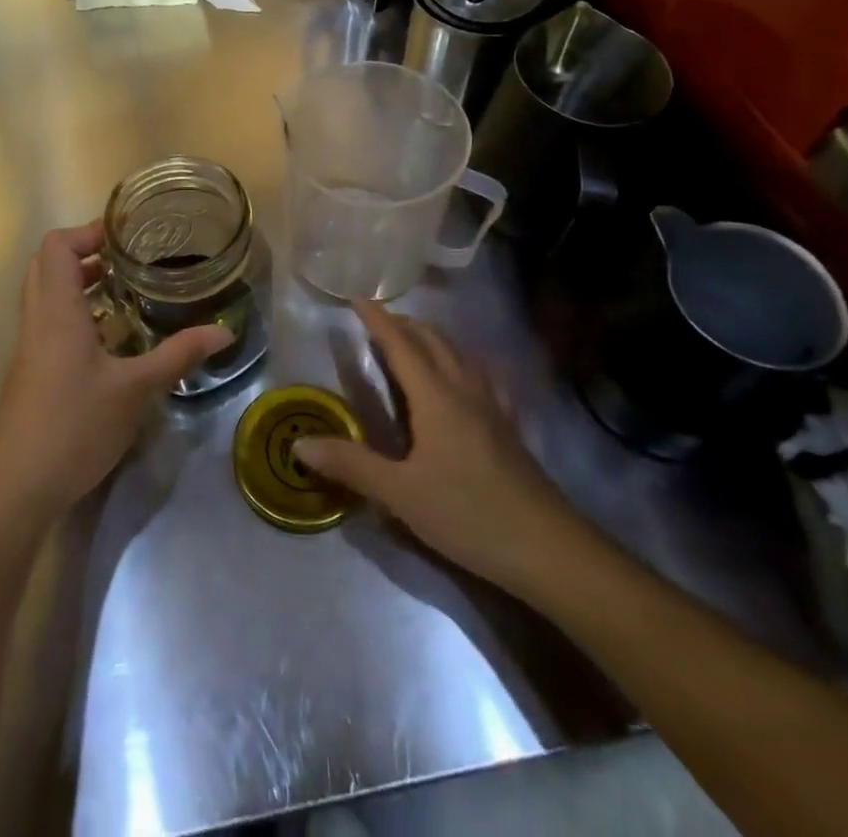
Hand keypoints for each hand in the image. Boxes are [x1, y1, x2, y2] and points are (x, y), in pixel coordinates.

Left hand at [0, 222, 231, 519]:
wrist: (18, 487)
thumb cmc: (75, 426)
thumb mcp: (135, 389)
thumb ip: (178, 355)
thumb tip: (224, 332)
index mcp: (57, 311)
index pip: (57, 246)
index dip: (87, 232)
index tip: (126, 238)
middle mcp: (36, 320)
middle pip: (47, 264)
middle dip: (83, 252)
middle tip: (126, 260)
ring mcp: (28, 347)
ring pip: (45, 293)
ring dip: (77, 282)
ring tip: (122, 290)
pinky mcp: (28, 371)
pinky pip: (46, 320)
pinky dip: (72, 310)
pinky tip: (107, 336)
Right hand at [296, 301, 595, 592]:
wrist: (548, 548)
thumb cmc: (468, 514)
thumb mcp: (401, 494)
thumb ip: (351, 465)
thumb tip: (299, 444)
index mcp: (436, 397)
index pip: (401, 345)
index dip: (378, 320)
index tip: (358, 298)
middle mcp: (464, 390)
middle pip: (433, 341)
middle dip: (405, 324)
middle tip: (379, 319)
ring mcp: (492, 407)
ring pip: (459, 355)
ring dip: (432, 339)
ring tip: (414, 340)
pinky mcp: (508, 428)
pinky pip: (481, 377)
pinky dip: (461, 363)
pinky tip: (465, 378)